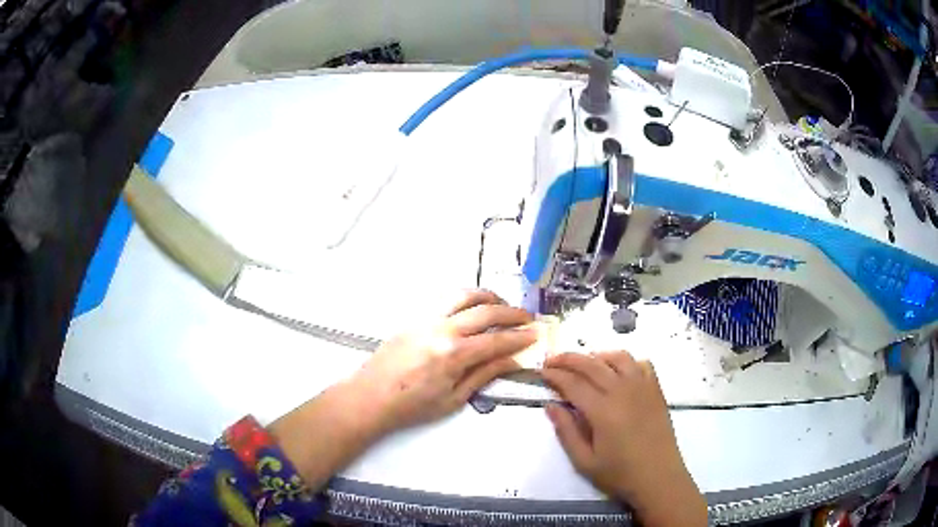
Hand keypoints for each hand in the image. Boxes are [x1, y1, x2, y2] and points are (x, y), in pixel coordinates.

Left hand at [270, 289, 534, 488]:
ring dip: (488, 296)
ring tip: (502, 305)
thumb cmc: (413, 406)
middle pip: (485, 310)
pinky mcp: (415, 317)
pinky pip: (445, 299)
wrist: (370, 397)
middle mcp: (442, 329)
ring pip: (464, 294)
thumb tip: (513, 359)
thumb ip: (484, 374)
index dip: (520, 336)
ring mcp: (426, 318)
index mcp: (454, 354)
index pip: (497, 339)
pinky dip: (466, 298)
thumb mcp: (454, 398)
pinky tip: (472, 308)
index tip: (536, 334)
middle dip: (512, 312)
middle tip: (527, 317)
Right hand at [541, 352, 707, 526]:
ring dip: (597, 355)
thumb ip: (566, 432)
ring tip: (584, 363)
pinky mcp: (656, 390)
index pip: (573, 383)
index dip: (555, 375)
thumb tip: (551, 406)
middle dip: (568, 359)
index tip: (541, 371)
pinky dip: (626, 361)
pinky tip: (618, 371)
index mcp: (602, 410)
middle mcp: (622, 391)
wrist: (659, 477)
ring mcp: (643, 387)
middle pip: (592, 364)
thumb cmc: (619, 474)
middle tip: (552, 360)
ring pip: (618, 357)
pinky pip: (642, 364)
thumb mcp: (584, 461)